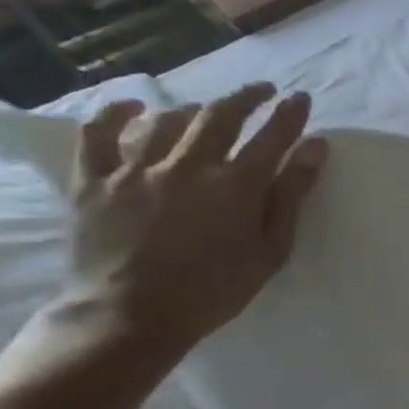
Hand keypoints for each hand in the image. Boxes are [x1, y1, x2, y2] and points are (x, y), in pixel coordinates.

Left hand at [53, 83, 327, 355]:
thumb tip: (315, 147)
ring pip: (168, 121)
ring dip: (195, 110)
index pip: (272, 137)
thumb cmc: (213, 290)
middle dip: (247, 98)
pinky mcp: (93, 182)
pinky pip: (99, 135)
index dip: (290, 115)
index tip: (300, 99)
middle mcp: (188, 166)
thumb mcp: (271, 250)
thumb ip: (292, 195)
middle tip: (263, 91)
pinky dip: (118, 115)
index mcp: (237, 186)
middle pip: (221, 116)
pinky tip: (136, 109)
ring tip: (208, 112)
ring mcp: (136, 171)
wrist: (128, 318)